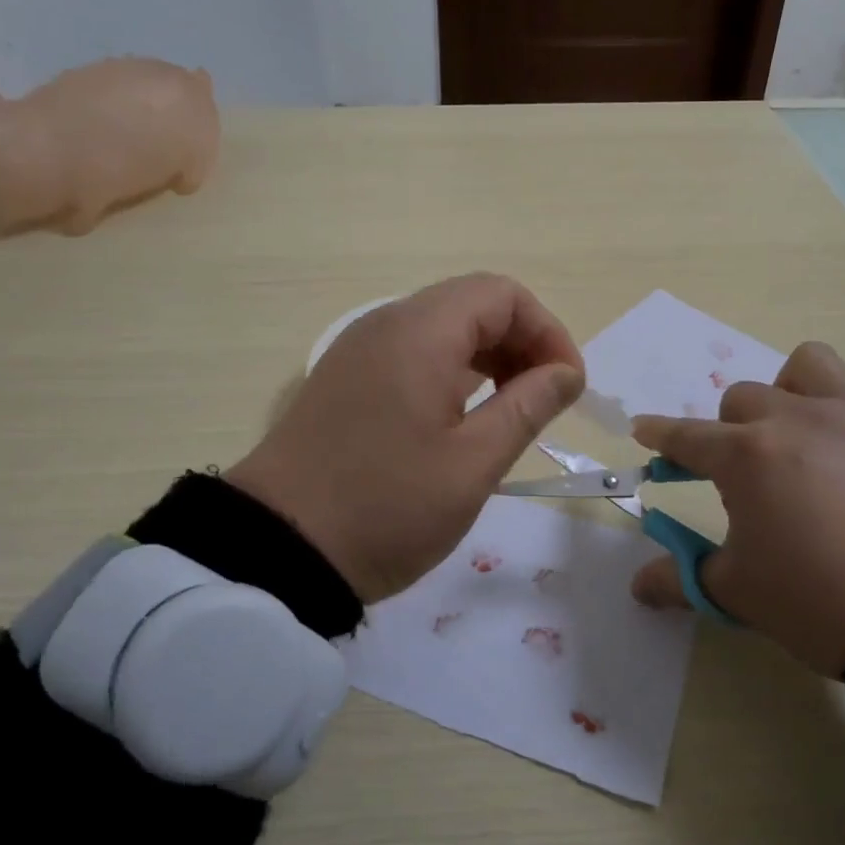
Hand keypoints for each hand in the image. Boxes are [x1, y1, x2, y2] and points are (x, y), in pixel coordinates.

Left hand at [228, 274, 585, 603]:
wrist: (277, 550)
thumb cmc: (386, 507)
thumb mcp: (472, 464)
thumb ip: (527, 406)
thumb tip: (565, 372)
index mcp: (421, 332)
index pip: (503, 294)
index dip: (547, 331)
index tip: (567, 386)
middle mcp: (387, 323)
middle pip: (473, 304)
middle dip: (521, 342)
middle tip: (544, 400)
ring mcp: (360, 349)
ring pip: (442, 327)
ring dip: (488, 356)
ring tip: (510, 410)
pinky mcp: (346, 377)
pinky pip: (412, 351)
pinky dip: (451, 369)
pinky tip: (461, 416)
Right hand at [629, 342, 844, 675]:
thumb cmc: (815, 601)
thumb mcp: (737, 592)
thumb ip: (680, 578)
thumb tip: (639, 586)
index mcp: (746, 456)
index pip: (686, 437)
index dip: (659, 435)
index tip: (643, 431)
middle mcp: (789, 420)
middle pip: (737, 403)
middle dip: (724, 434)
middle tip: (733, 478)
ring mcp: (841, 418)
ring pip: (795, 370)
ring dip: (778, 396)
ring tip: (784, 437)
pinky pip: (841, 387)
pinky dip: (822, 400)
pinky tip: (827, 448)